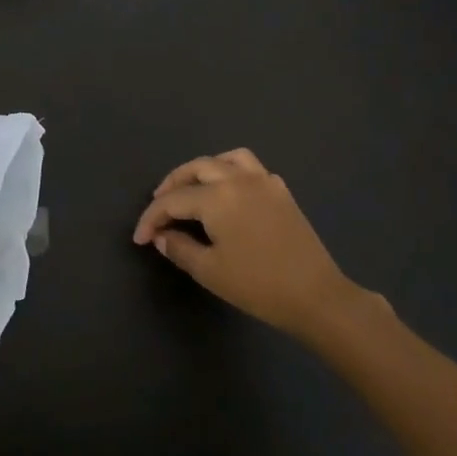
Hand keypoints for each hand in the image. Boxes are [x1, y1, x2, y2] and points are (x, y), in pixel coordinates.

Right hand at [132, 148, 383, 341]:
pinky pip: (250, 168)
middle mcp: (238, 179)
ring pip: (225, 159)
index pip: (172, 201)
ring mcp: (264, 182)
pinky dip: (231, 173)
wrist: (316, 296)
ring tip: (191, 189)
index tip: (140, 239)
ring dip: (202, 170)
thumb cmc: (258, 285)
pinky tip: (228, 195)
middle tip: (159, 207)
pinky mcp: (281, 192)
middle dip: (172, 185)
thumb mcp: (209, 271)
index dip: (151, 218)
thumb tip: (162, 236)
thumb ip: (179, 248)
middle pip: (196, 169)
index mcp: (216, 197)